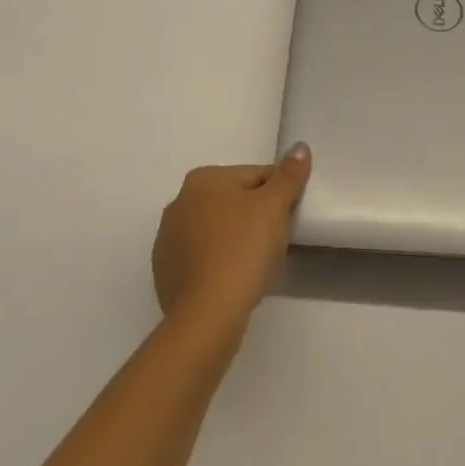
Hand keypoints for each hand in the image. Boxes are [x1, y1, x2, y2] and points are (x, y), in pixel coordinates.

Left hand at [151, 144, 311, 331]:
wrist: (206, 319)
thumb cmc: (242, 251)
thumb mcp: (274, 207)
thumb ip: (289, 175)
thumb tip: (300, 147)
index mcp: (203, 178)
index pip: (255, 177)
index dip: (278, 196)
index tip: (288, 220)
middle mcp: (179, 202)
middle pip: (234, 203)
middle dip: (255, 219)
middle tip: (275, 245)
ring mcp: (168, 241)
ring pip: (217, 232)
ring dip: (236, 242)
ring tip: (255, 267)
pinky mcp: (164, 275)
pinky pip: (203, 260)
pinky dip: (218, 265)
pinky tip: (232, 283)